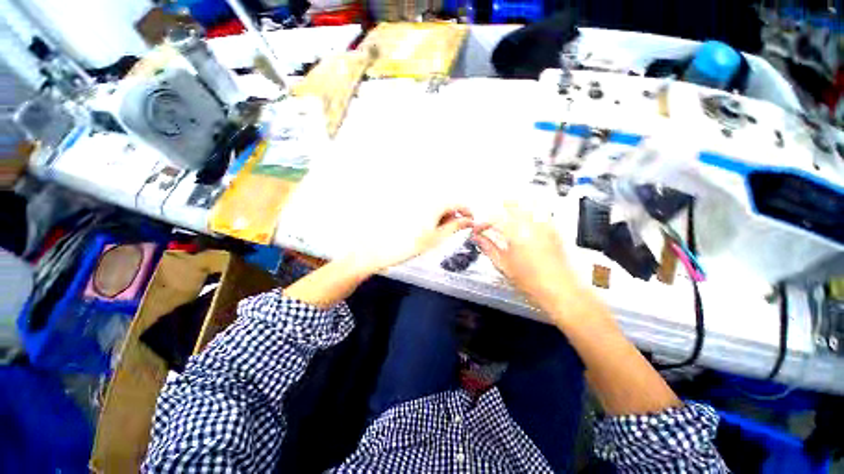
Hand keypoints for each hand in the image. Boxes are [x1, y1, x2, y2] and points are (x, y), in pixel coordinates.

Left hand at [349, 205, 474, 273]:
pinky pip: (425, 211)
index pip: (458, 203)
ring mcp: (415, 204)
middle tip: (450, 233)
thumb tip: (469, 221)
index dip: (466, 212)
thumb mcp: (436, 238)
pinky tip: (423, 231)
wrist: (379, 248)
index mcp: (434, 205)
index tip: (470, 222)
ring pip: (436, 208)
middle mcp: (425, 200)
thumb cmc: (408, 245)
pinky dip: (430, 219)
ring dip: (441, 219)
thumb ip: (455, 227)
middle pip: (446, 205)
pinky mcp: (407, 209)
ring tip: (434, 235)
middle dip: (452, 217)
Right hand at [472, 203, 581, 318]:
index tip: (478, 229)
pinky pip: (541, 210)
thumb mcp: (504, 265)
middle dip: (497, 208)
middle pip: (511, 204)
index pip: (494, 219)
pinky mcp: (554, 228)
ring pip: (528, 203)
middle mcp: (532, 225)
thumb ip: (488, 248)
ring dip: (514, 205)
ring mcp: (545, 225)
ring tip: (506, 212)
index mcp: (516, 234)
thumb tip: (477, 238)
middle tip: (490, 218)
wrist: (561, 289)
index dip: (482, 222)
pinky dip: (530, 208)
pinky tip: (525, 216)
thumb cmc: (532, 282)